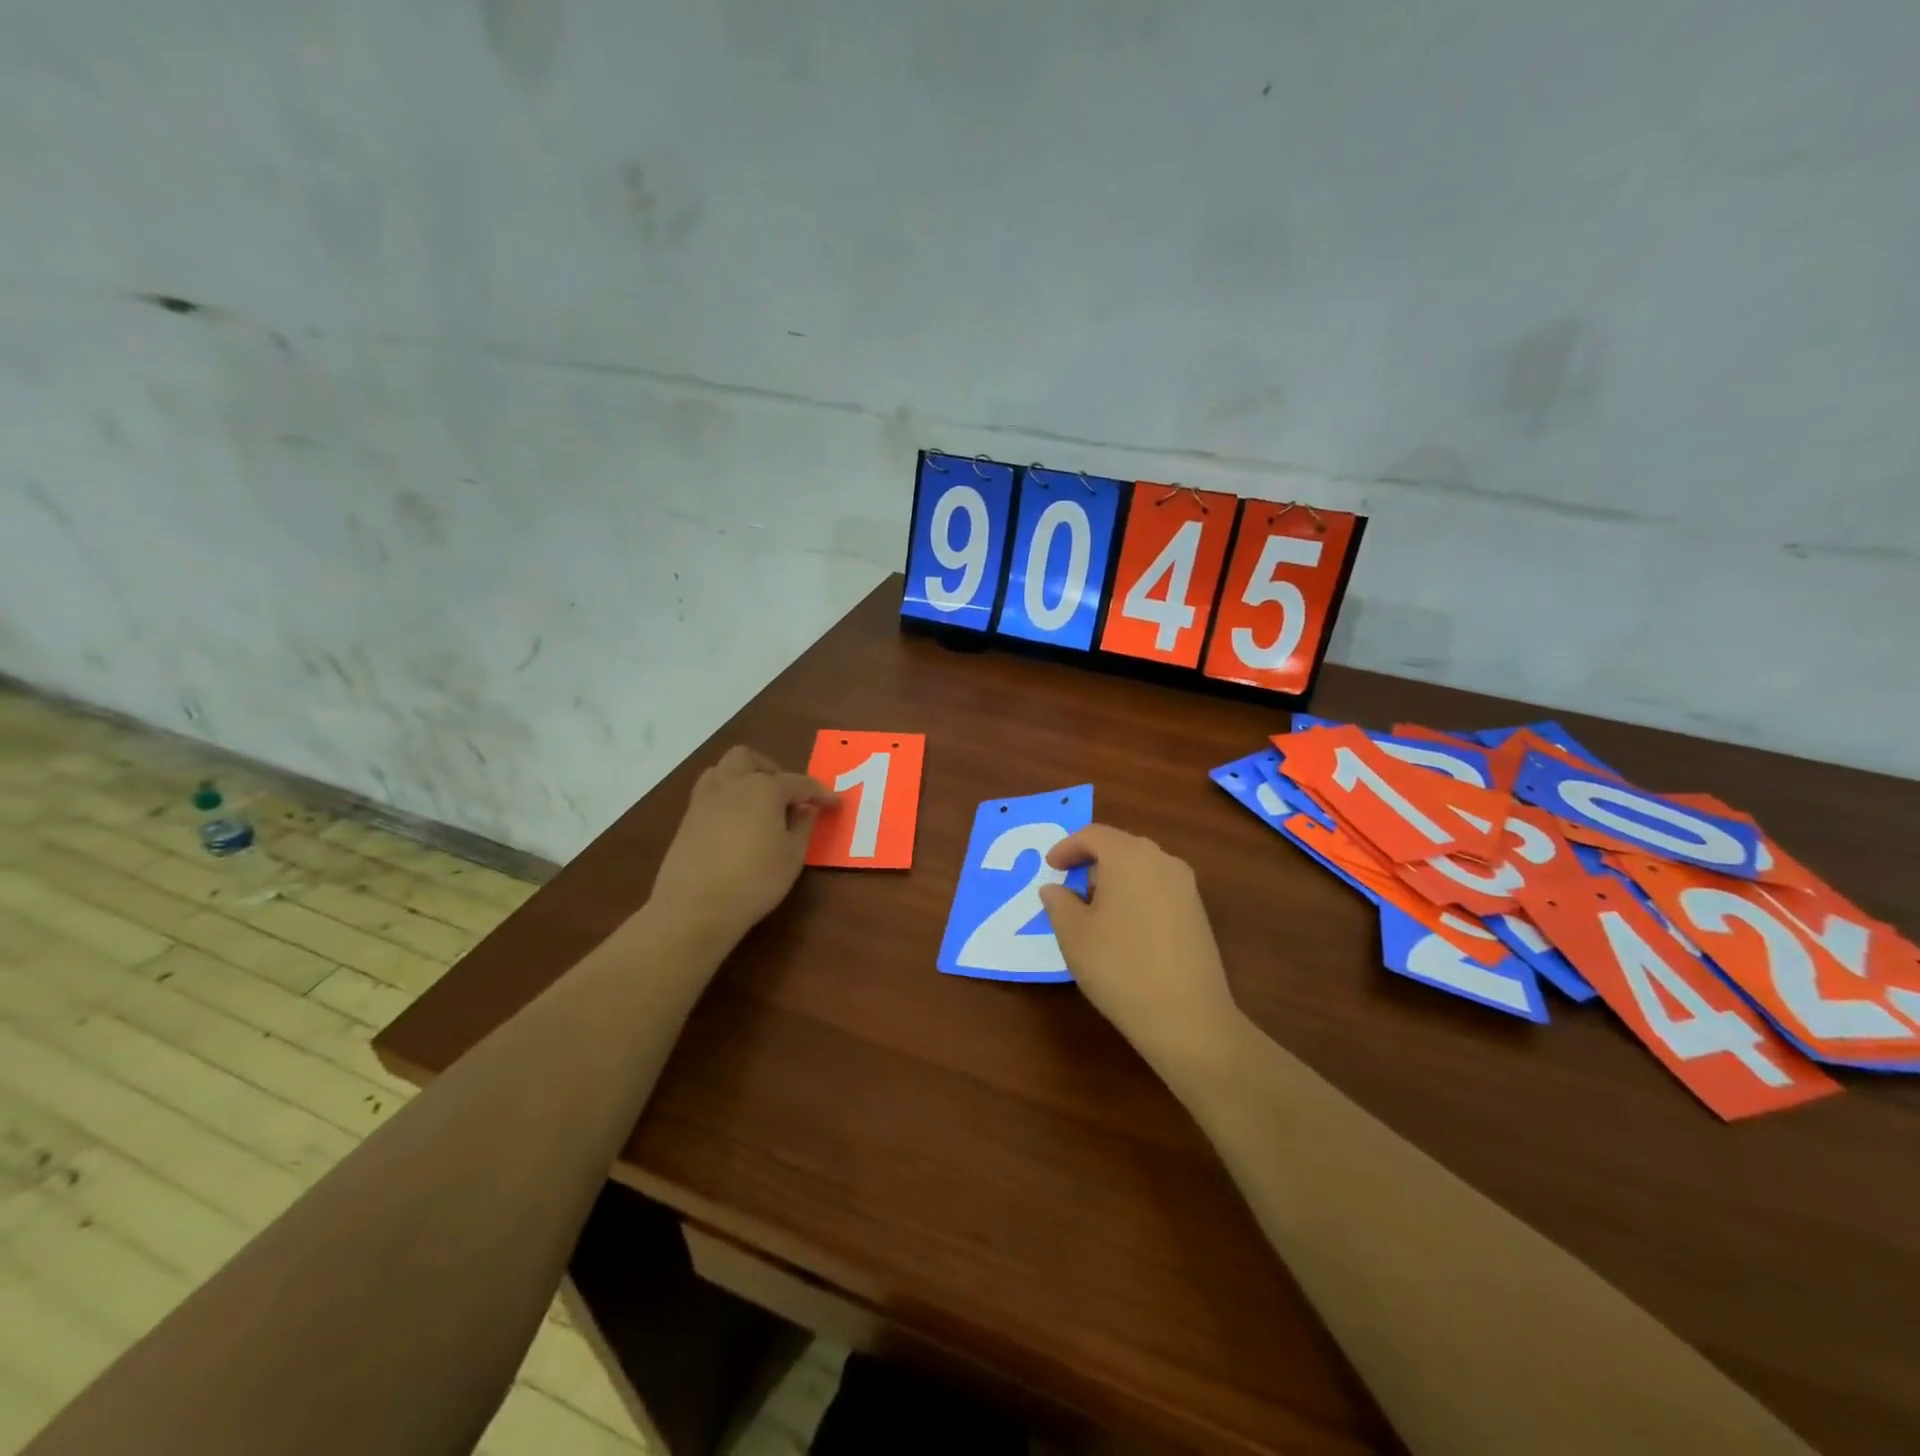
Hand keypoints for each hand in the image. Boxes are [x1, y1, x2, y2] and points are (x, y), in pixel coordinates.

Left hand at [648, 746, 836, 948]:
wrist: (695, 907)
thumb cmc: (755, 880)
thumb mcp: (792, 856)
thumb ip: (802, 826)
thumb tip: (805, 809)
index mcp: (763, 789)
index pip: (799, 783)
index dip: (820, 793)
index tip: (835, 803)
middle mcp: (732, 784)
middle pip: (748, 758)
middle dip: (770, 769)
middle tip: (785, 796)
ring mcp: (704, 801)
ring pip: (722, 770)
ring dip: (742, 778)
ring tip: (757, 805)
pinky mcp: (686, 821)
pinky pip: (709, 795)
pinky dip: (726, 799)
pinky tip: (735, 825)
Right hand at [1038, 825, 1246, 1073]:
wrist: (1187, 1016)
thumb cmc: (1119, 966)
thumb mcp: (1074, 934)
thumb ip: (1059, 903)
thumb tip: (1055, 888)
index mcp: (1129, 856)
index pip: (1093, 835)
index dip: (1067, 847)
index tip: (1051, 867)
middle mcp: (1162, 860)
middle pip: (1120, 847)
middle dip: (1092, 862)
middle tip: (1070, 887)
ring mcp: (1186, 886)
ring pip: (1142, 867)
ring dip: (1115, 879)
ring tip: (1095, 910)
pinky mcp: (1197, 913)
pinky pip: (1159, 888)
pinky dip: (1136, 895)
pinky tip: (1125, 928)